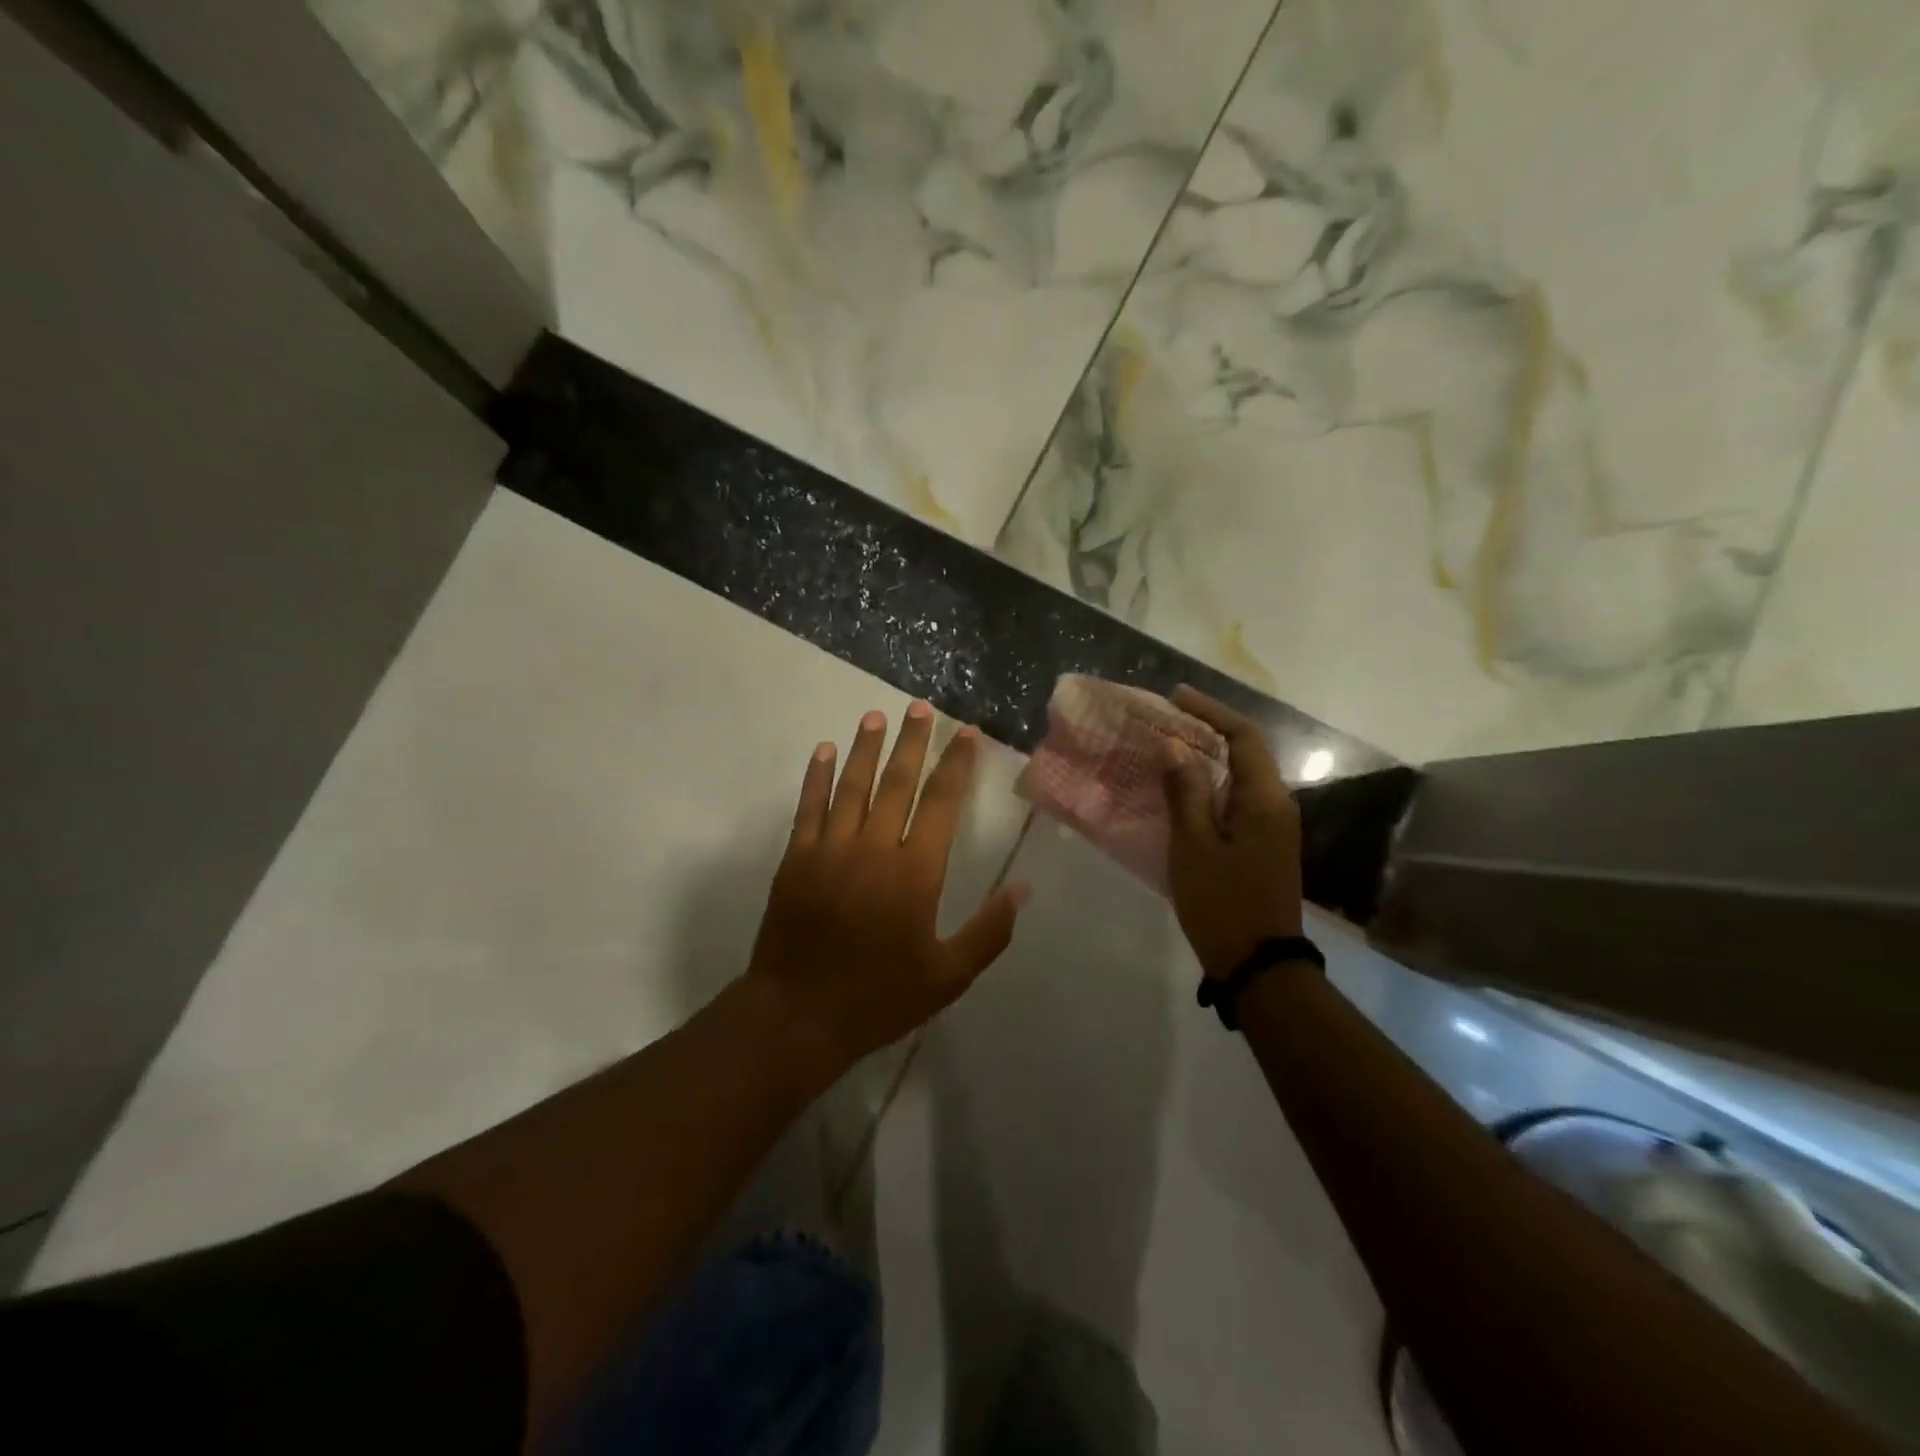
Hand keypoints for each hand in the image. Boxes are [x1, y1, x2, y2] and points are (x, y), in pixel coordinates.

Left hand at [748, 703, 1029, 1075]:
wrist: (798, 1015)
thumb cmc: (880, 996)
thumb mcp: (948, 975)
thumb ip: (989, 931)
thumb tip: (1023, 889)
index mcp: (916, 872)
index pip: (943, 803)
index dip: (956, 765)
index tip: (965, 733)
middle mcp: (875, 847)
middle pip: (898, 782)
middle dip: (913, 741)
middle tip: (920, 707)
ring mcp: (831, 848)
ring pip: (853, 785)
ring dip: (867, 747)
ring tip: (877, 715)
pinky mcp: (797, 858)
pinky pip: (809, 806)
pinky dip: (818, 776)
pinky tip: (826, 751)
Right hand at [1162, 686, 1304, 978]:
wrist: (1259, 964)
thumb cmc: (1222, 901)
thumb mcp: (1194, 845)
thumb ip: (1185, 792)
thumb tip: (1175, 747)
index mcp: (1264, 799)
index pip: (1243, 736)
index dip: (1211, 711)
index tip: (1176, 697)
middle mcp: (1276, 805)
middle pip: (1245, 752)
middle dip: (1206, 731)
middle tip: (1164, 722)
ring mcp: (1273, 827)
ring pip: (1239, 777)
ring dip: (1206, 759)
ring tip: (1166, 750)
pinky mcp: (1263, 845)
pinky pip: (1236, 800)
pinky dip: (1209, 786)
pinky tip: (1179, 792)